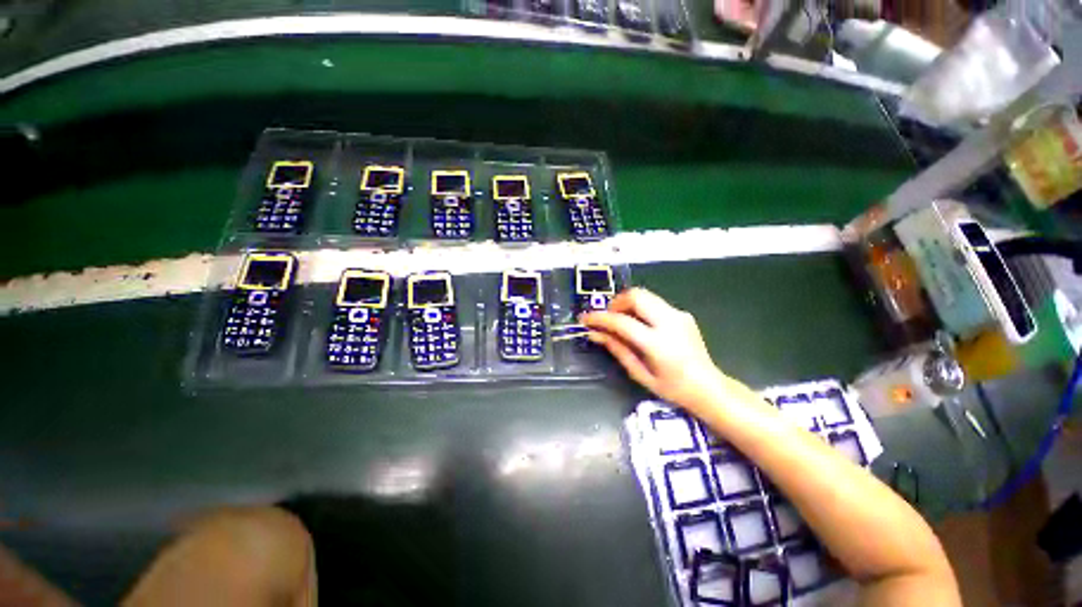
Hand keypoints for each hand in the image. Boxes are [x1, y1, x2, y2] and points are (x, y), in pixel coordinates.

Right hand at [580, 288, 724, 409]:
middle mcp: (670, 323)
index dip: (600, 318)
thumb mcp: (640, 373)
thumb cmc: (673, 388)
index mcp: (658, 343)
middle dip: (616, 302)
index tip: (585, 319)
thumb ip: (617, 349)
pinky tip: (639, 325)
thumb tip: (595, 334)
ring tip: (620, 321)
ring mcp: (679, 315)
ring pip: (645, 295)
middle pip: (636, 296)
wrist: (709, 387)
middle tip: (607, 318)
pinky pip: (655, 303)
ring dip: (627, 303)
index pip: (621, 322)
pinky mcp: (683, 314)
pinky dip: (640, 308)